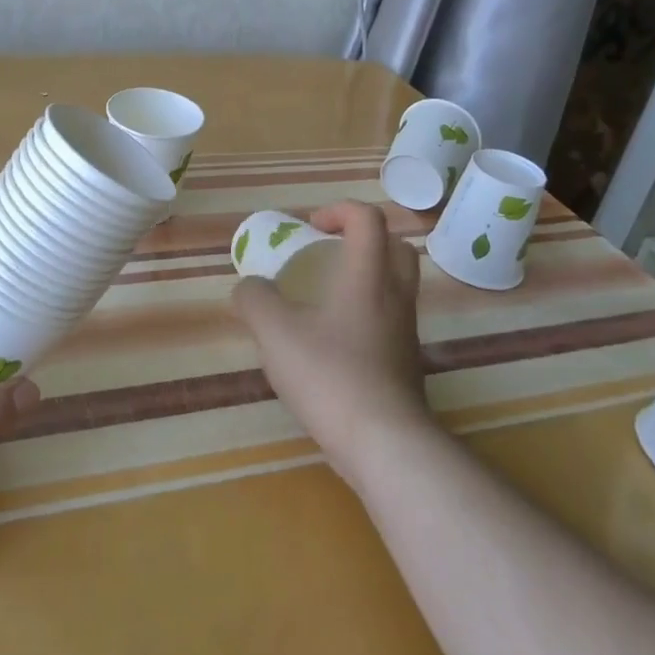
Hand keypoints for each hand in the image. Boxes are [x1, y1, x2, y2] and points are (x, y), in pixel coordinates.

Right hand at [229, 201, 433, 487]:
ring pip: (397, 283)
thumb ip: (255, 301)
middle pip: (396, 245)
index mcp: (367, 276)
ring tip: (326, 296)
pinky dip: (368, 311)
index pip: (367, 218)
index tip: (309, 228)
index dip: (338, 210)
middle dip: (362, 238)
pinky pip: (391, 317)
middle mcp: (394, 295)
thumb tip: (249, 288)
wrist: (385, 444)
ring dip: (366, 275)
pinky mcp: (406, 362)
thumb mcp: (275, 334)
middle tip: (328, 252)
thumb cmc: (330, 376)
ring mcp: (405, 330)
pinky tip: (334, 339)